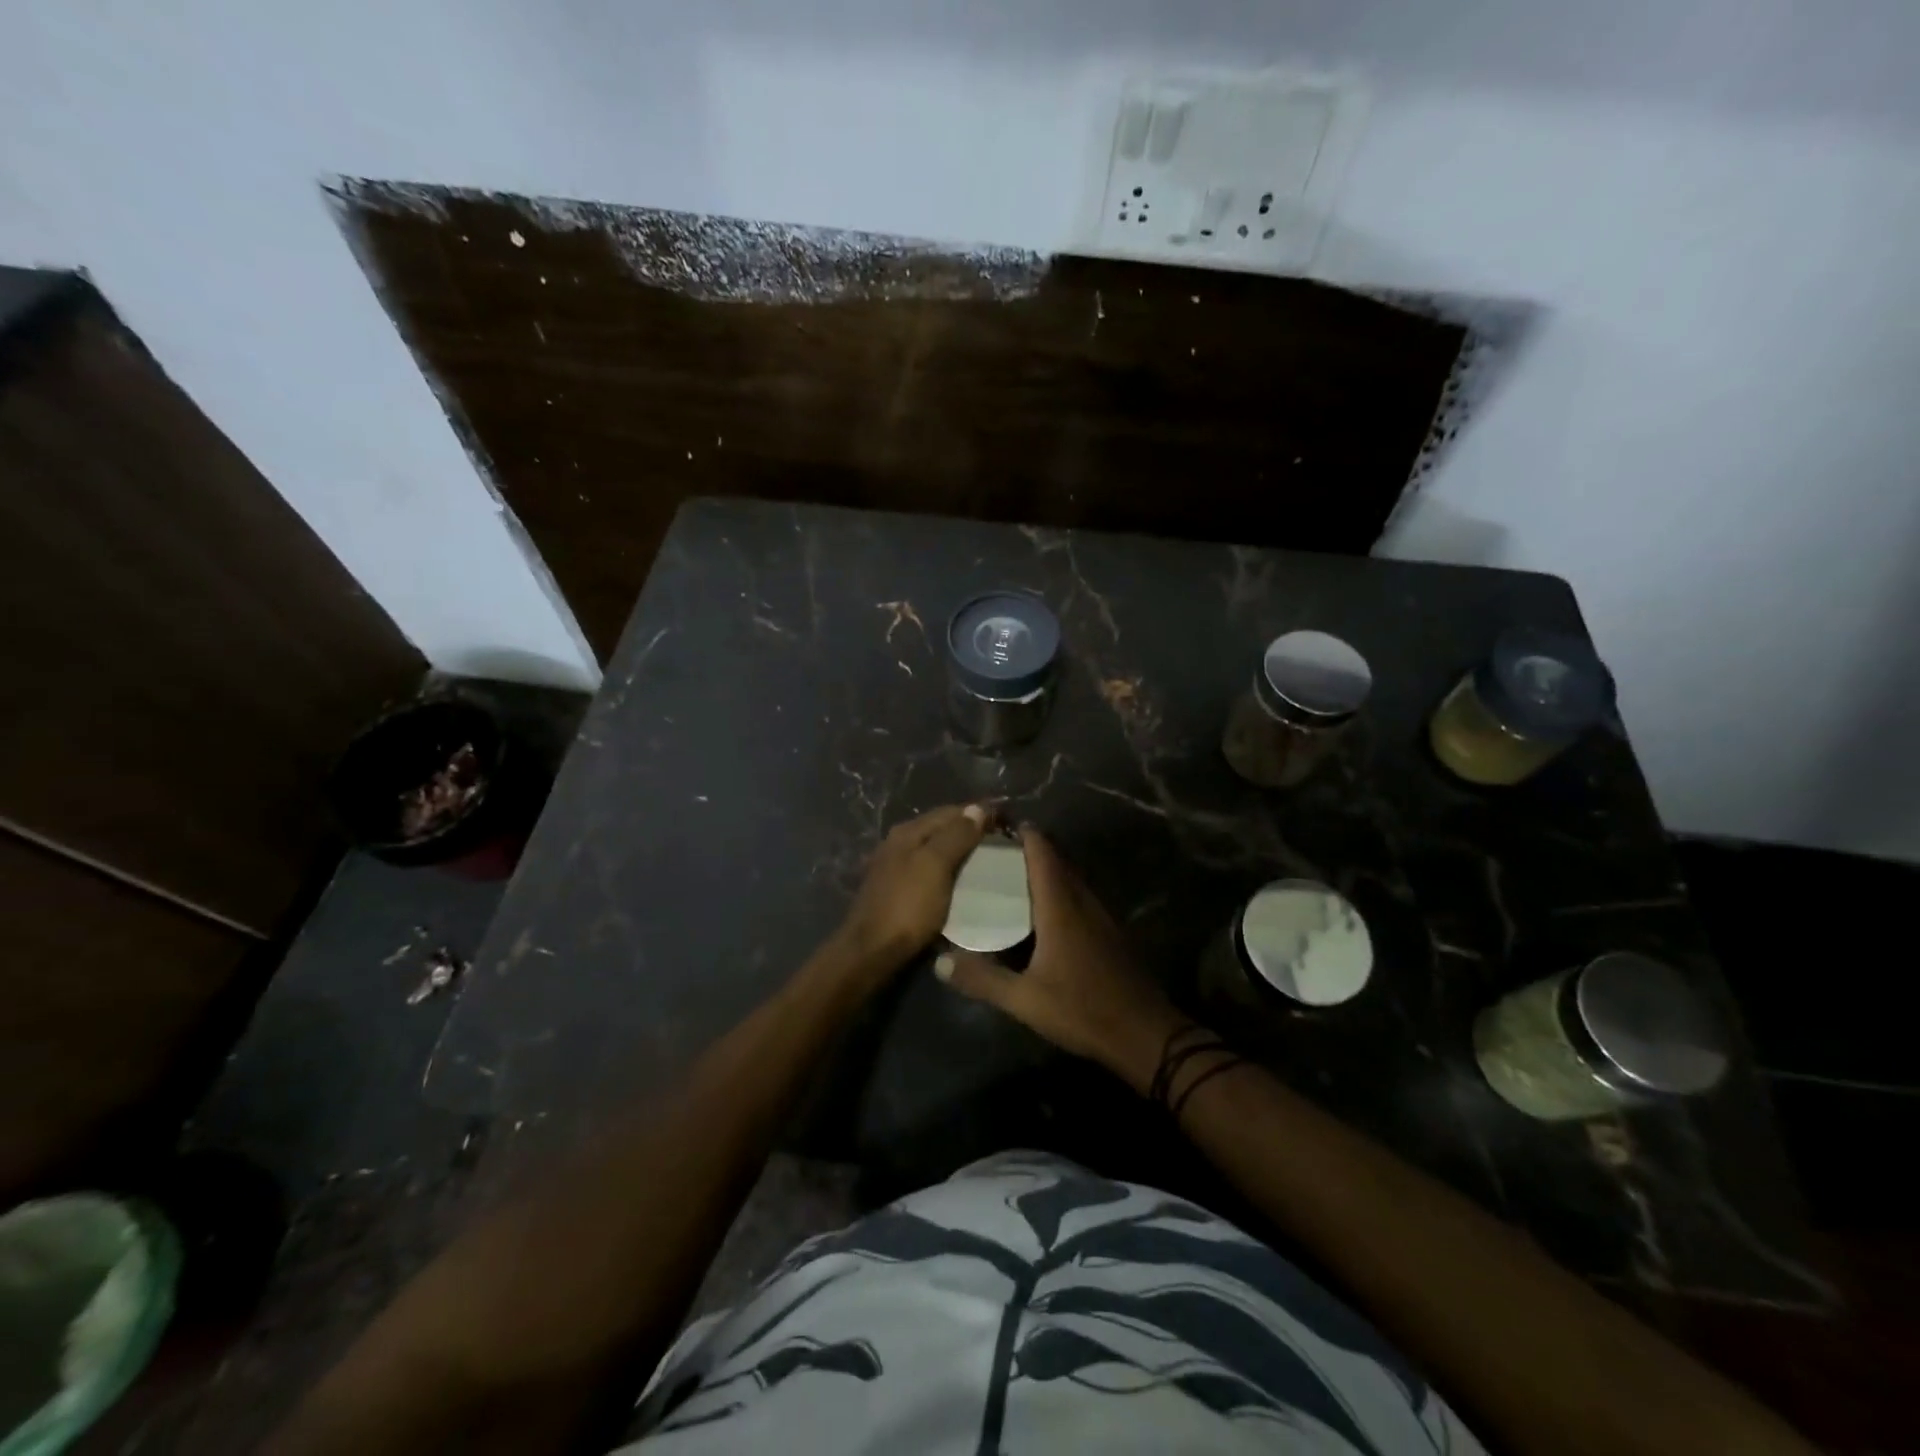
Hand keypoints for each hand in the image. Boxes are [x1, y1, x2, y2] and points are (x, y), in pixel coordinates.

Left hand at [836, 804, 989, 970]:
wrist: (871, 951)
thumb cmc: (907, 906)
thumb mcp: (935, 866)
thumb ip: (956, 836)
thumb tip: (977, 808)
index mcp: (908, 832)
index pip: (950, 812)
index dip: (979, 813)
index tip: (1007, 822)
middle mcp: (899, 843)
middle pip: (941, 828)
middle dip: (971, 830)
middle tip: (1002, 842)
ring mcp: (895, 867)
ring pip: (935, 849)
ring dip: (960, 851)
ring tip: (988, 861)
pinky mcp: (897, 890)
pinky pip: (930, 870)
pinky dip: (949, 870)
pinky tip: (962, 881)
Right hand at [935, 827, 1185, 1094]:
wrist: (1144, 1034)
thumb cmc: (1082, 1010)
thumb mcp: (1025, 1000)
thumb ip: (982, 979)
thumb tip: (939, 962)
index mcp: (1061, 906)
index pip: (1042, 852)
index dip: (1022, 833)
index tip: (996, 825)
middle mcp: (1082, 901)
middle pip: (1057, 860)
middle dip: (1029, 849)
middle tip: (994, 852)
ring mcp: (1100, 915)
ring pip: (1070, 877)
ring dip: (1046, 869)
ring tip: (1012, 876)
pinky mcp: (1109, 931)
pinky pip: (1080, 896)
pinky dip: (1059, 890)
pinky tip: (1042, 911)